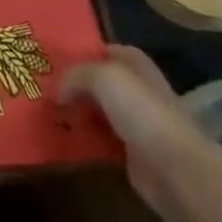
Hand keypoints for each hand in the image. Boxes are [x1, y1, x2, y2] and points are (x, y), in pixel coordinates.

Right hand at [59, 45, 218, 221]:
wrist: (175, 170)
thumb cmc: (143, 113)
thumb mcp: (103, 78)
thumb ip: (75, 76)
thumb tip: (58, 94)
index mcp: (139, 69)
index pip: (113, 51)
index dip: (89, 51)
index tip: (58, 58)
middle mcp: (140, 94)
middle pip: (103, 82)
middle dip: (76, 83)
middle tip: (45, 86)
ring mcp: (138, 125)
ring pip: (99, 111)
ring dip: (77, 112)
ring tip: (47, 111)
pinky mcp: (132, 153)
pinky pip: (100, 139)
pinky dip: (83, 138)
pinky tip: (63, 136)